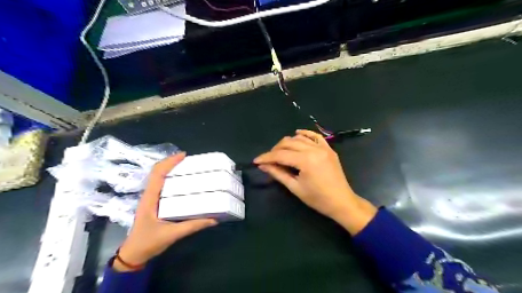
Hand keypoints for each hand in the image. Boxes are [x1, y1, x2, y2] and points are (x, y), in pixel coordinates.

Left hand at [115, 153, 216, 271]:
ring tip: (188, 168)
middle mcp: (149, 195)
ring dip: (171, 169)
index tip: (184, 155)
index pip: (157, 174)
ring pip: (159, 178)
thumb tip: (214, 219)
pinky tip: (183, 182)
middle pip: (158, 172)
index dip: (169, 162)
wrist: (133, 255)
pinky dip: (171, 179)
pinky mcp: (154, 204)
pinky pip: (162, 186)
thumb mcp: (172, 234)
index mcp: (150, 198)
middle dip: (172, 163)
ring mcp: (151, 199)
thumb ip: (193, 226)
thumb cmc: (148, 243)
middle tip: (191, 161)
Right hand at [253, 130, 375, 234]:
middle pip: (288, 143)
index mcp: (306, 160)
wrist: (341, 202)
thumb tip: (263, 165)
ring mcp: (323, 147)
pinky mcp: (328, 149)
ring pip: (299, 138)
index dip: (266, 157)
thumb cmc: (317, 199)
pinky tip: (297, 134)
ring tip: (280, 152)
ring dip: (287, 143)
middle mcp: (314, 149)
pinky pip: (315, 136)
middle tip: (268, 160)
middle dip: (275, 150)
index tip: (256, 161)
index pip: (281, 155)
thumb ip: (278, 173)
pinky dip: (305, 134)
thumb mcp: (295, 187)